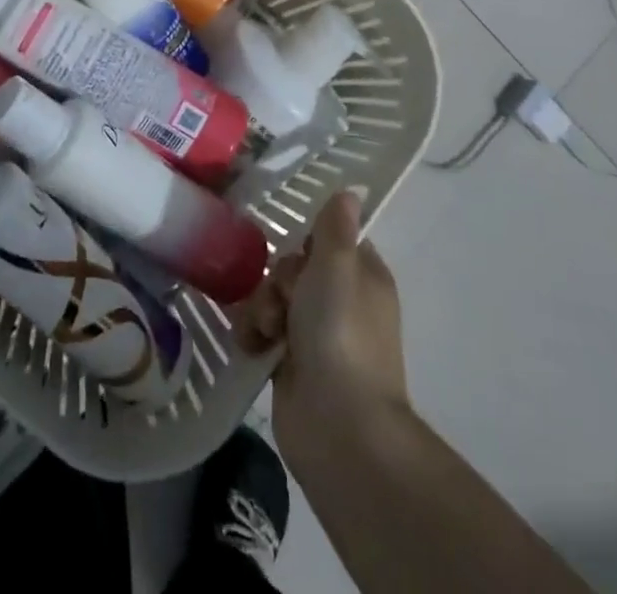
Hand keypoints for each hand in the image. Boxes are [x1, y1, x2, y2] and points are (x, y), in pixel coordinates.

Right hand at [237, 191, 409, 461]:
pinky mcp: (292, 362)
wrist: (338, 426)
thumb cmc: (341, 333)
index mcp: (363, 276)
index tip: (294, 248)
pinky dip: (255, 334)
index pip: (331, 239)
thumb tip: (351, 190)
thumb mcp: (337, 268)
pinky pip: (264, 330)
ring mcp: (316, 334)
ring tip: (266, 329)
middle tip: (284, 298)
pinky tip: (253, 346)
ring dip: (263, 307)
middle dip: (279, 279)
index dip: (308, 241)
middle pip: (295, 266)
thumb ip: (335, 227)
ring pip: (275, 297)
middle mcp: (342, 301)